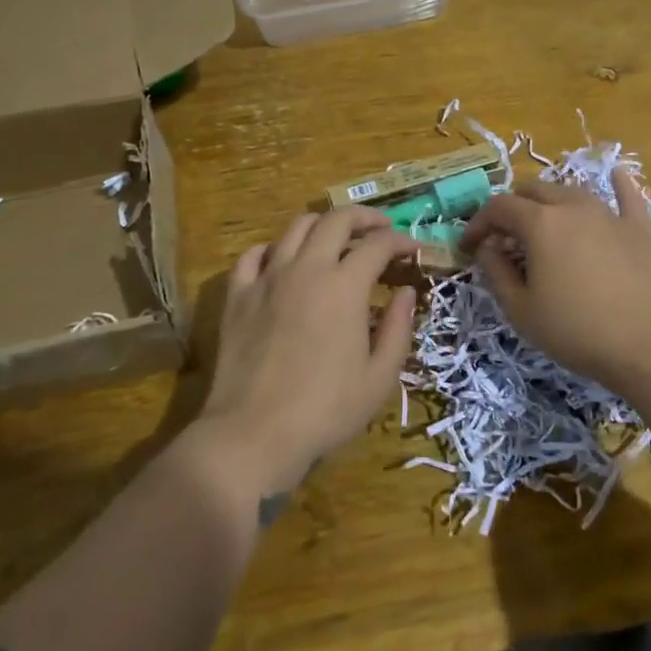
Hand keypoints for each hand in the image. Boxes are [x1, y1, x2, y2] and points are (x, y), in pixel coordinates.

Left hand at [198, 207, 419, 493]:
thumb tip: (406, 293)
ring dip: (322, 225)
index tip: (412, 248)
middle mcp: (306, 269)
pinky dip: (274, 249)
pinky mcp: (238, 295)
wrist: (253, 434)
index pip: (377, 244)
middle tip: (379, 228)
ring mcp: (267, 278)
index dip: (400, 240)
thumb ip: (398, 328)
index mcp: (344, 287)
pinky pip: (253, 254)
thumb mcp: (379, 378)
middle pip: (336, 219)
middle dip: (364, 217)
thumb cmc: (325, 411)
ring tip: (335, 239)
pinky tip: (282, 261)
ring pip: (295, 227)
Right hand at [459, 168, 650, 396]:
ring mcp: (609, 213)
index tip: (468, 246)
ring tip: (544, 224)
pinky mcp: (640, 228)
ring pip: (571, 191)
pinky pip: (628, 196)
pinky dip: (618, 184)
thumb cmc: (577, 331)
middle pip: (533, 190)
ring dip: (549, 202)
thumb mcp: (521, 310)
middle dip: (511, 208)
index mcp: (540, 223)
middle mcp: (572, 206)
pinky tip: (617, 175)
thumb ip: (496, 272)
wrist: (650, 346)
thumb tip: (487, 247)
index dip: (478, 223)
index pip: (498, 207)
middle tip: (504, 238)